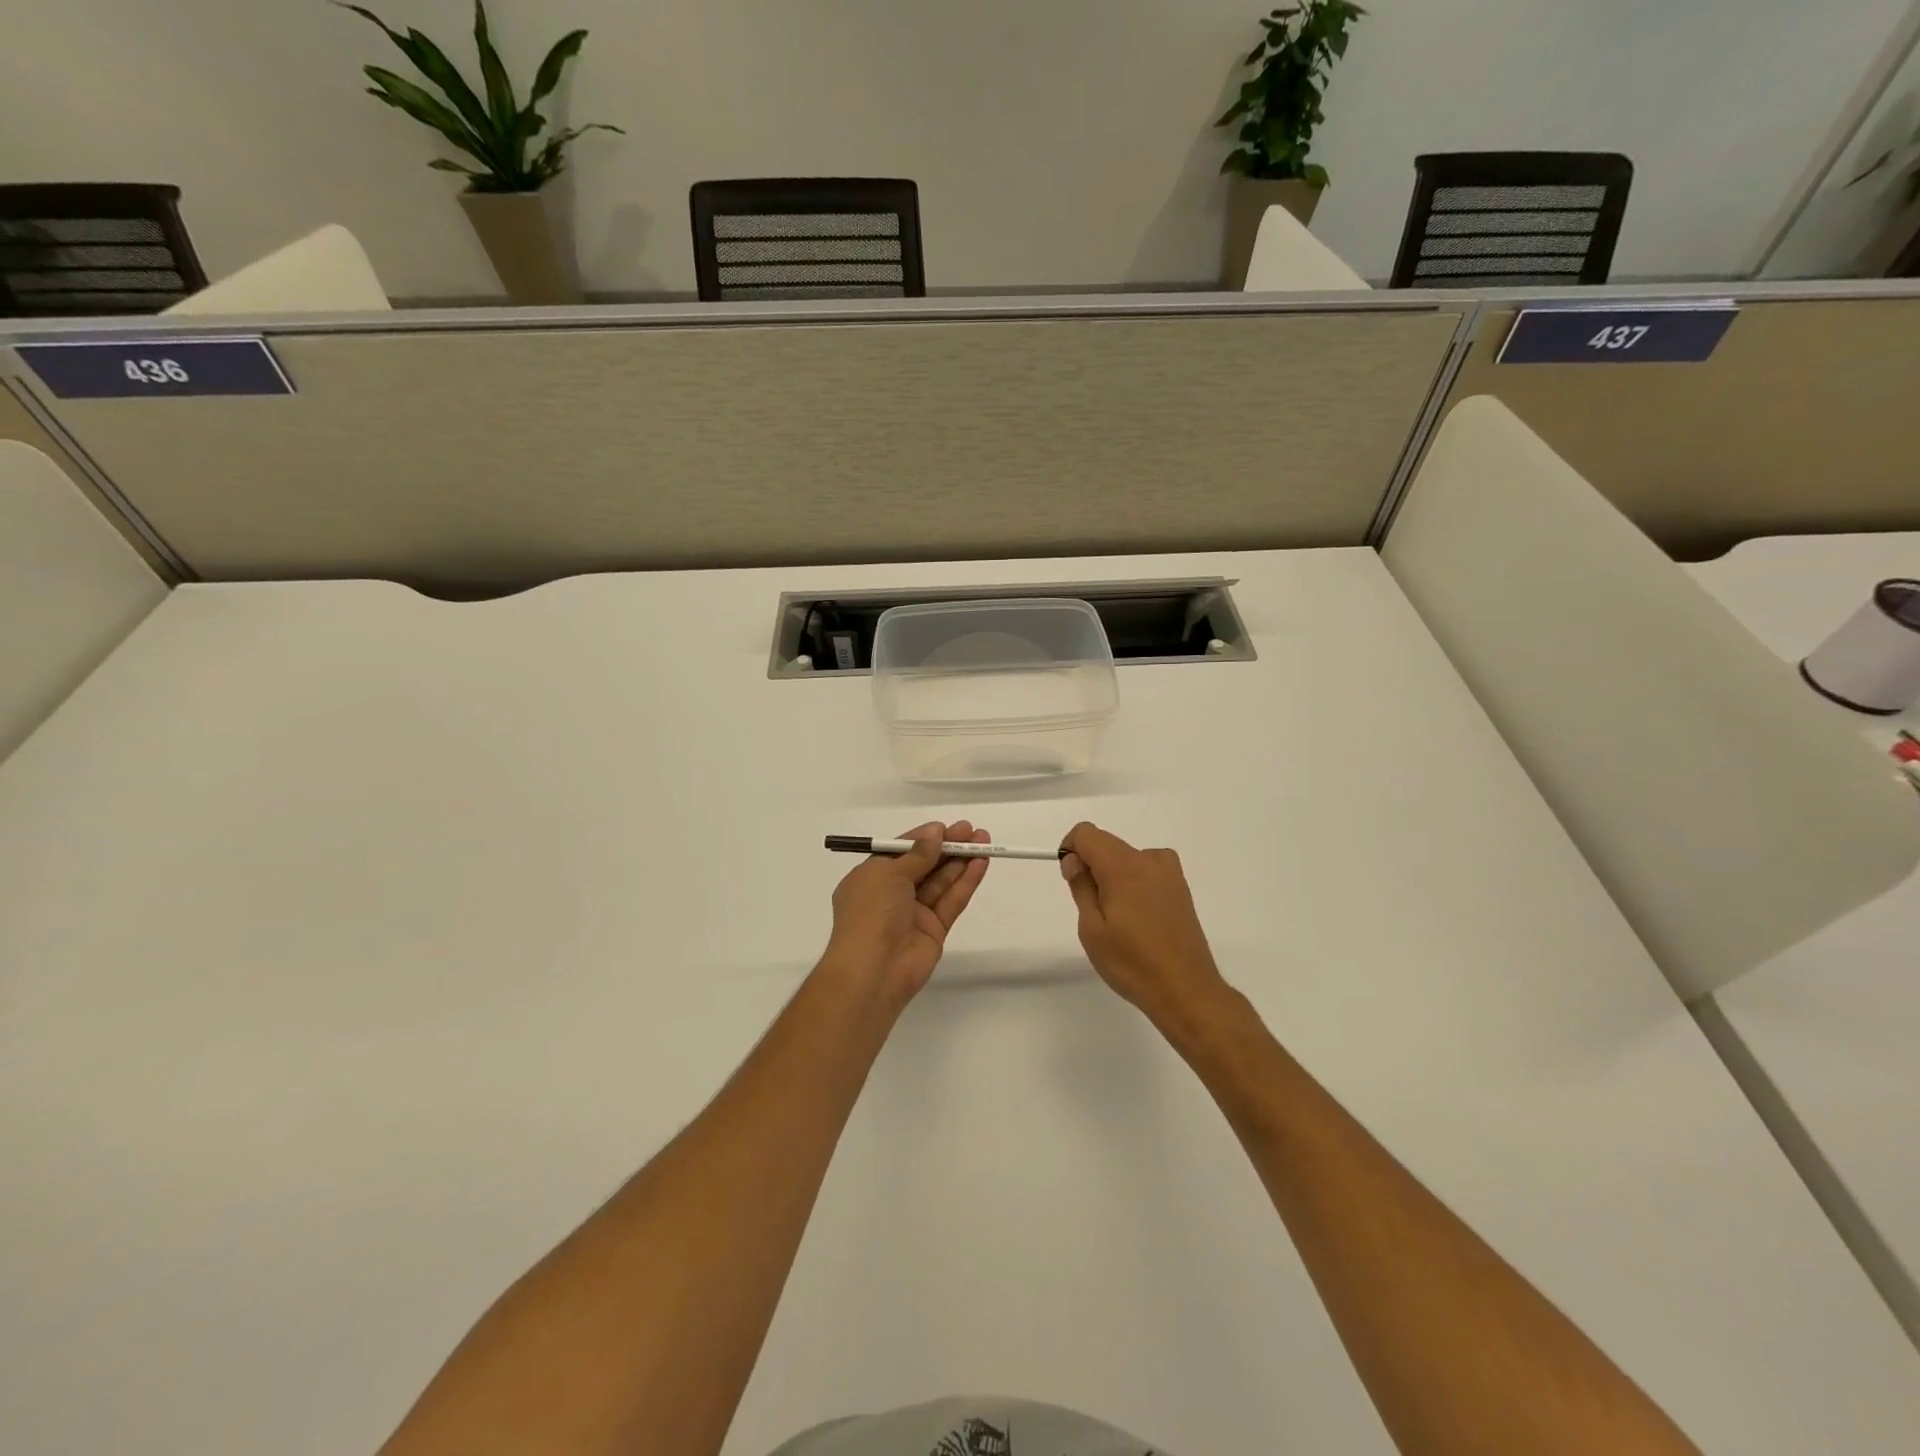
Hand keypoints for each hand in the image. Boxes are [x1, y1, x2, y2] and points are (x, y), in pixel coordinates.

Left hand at [821, 821, 990, 1006]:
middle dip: (947, 847)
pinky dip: (965, 882)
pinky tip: (981, 864)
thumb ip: (917, 854)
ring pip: (941, 882)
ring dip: (961, 861)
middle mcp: (891, 894)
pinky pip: (951, 901)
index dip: (923, 839)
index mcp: (871, 878)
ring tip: (984, 841)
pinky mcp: (934, 930)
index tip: (946, 827)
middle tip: (973, 831)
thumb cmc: (871, 913)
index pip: (900, 852)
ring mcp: (914, 913)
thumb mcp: (888, 874)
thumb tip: (935, 833)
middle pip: (924, 865)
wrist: (873, 970)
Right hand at [1060, 822, 1231, 1030]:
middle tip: (1093, 911)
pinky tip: (1138, 922)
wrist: (1186, 991)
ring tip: (1118, 921)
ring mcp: (1170, 873)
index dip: (1071, 850)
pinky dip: (1133, 885)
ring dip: (1113, 878)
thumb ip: (1081, 886)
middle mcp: (1150, 860)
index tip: (1072, 880)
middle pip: (1107, 845)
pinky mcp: (1181, 888)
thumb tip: (1074, 860)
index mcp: (1125, 866)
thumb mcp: (1092, 929)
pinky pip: (1146, 872)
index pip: (1087, 833)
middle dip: (1092, 867)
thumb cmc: (1132, 963)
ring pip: (1127, 859)